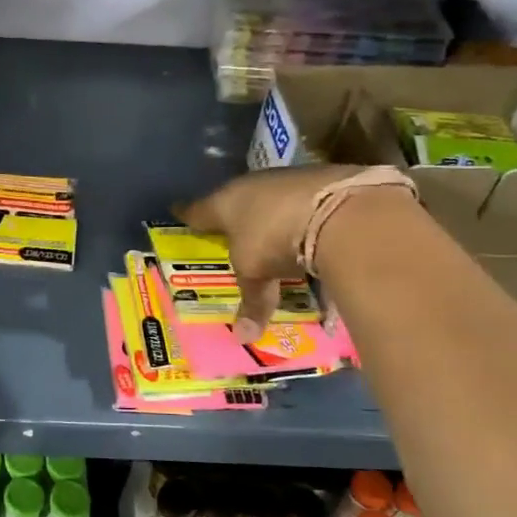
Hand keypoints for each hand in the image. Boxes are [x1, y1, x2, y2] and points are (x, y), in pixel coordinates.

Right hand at [176, 164, 364, 340]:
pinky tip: (311, 226)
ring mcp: (289, 178)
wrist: (339, 209)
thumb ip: (251, 301)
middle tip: (229, 227)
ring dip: (272, 212)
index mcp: (225, 203)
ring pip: (272, 196)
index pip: (198, 210)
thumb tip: (242, 338)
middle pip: (236, 199)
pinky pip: (305, 200)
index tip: (177, 211)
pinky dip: (304, 213)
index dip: (187, 214)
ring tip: (273, 230)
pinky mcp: (323, 178)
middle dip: (233, 213)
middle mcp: (253, 185)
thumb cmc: (276, 240)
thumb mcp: (257, 274)